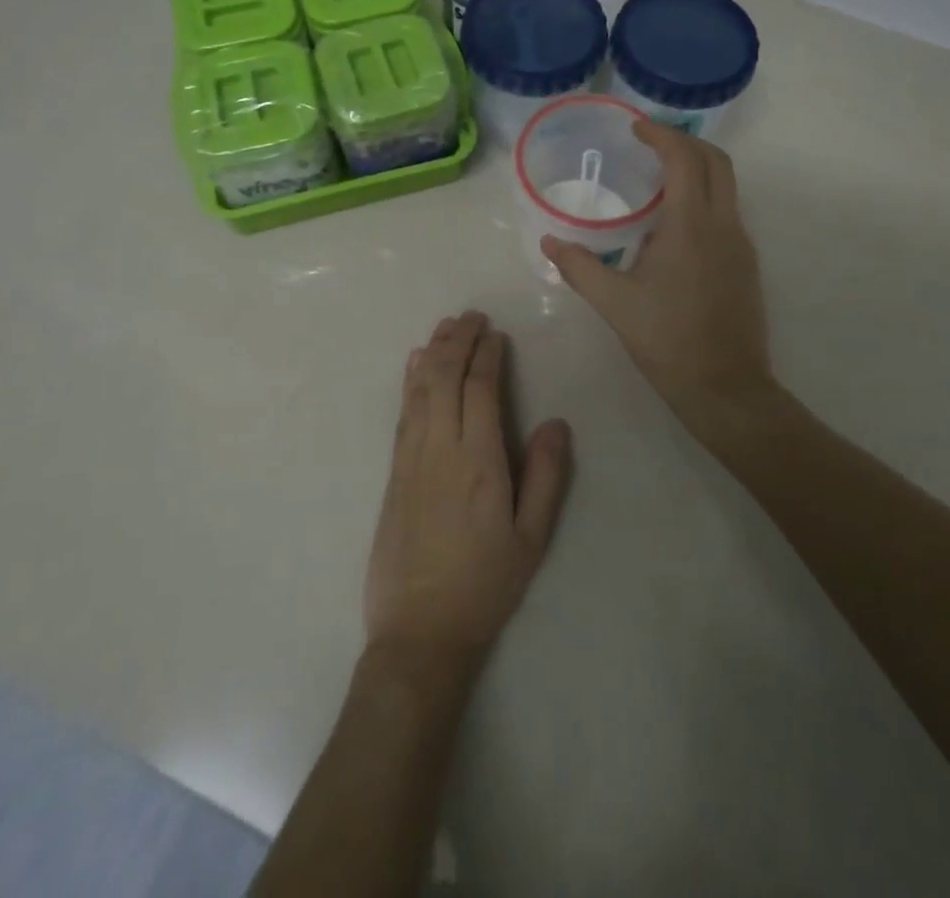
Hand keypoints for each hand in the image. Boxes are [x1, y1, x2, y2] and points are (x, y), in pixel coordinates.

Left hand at [364, 312, 573, 687]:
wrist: (420, 632)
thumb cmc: (485, 585)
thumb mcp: (531, 539)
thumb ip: (546, 477)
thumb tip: (556, 423)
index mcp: (479, 462)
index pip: (480, 390)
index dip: (487, 356)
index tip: (495, 334)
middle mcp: (441, 449)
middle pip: (445, 378)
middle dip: (458, 341)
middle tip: (472, 316)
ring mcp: (411, 459)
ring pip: (420, 389)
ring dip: (433, 352)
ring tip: (447, 326)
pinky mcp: (393, 473)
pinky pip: (403, 413)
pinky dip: (410, 381)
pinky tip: (415, 364)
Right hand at [543, 121, 772, 438]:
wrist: (725, 386)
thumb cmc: (667, 340)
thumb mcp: (614, 303)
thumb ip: (579, 267)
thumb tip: (549, 242)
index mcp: (691, 226)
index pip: (684, 159)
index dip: (661, 136)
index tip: (636, 129)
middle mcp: (724, 224)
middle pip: (716, 161)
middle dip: (685, 142)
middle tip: (651, 144)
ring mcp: (741, 243)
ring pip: (727, 186)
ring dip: (697, 169)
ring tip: (658, 179)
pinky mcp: (746, 263)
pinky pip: (727, 212)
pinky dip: (704, 197)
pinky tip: (674, 225)